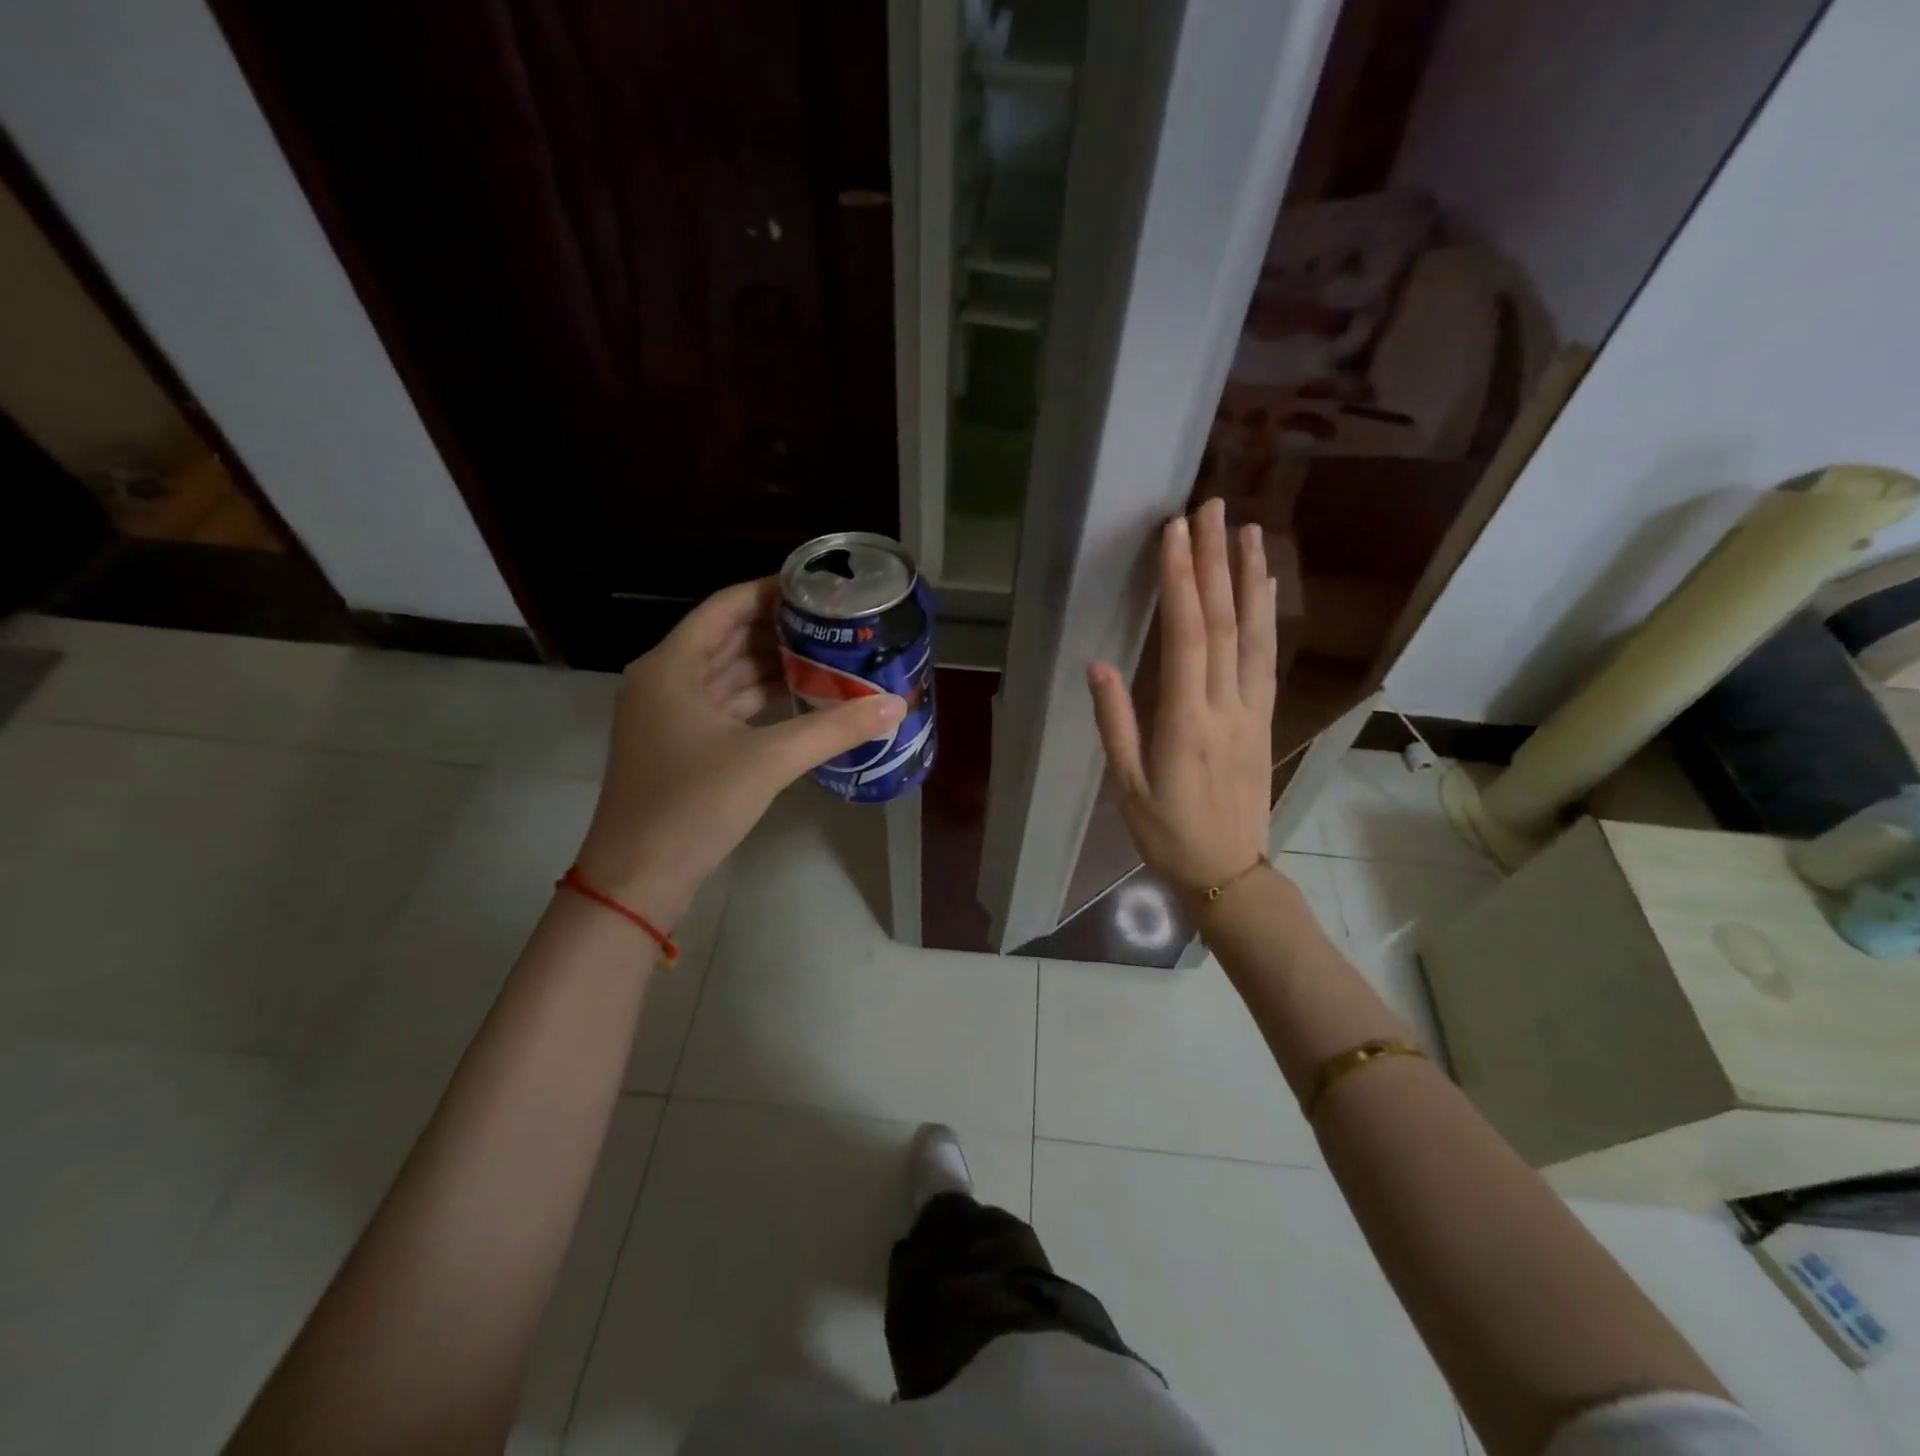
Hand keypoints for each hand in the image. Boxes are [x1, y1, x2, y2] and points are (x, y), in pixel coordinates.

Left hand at [574, 578, 903, 924]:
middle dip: (781, 630)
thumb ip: (834, 729)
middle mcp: (666, 681)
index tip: (819, 589)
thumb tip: (895, 706)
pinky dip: (762, 701)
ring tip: (829, 657)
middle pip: (729, 638)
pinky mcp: (681, 747)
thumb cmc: (693, 805)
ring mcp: (670, 716)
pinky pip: (727, 707)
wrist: (637, 879)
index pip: (727, 606)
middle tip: (835, 625)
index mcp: (672, 666)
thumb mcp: (768, 761)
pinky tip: (803, 700)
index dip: (772, 591)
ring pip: (729, 675)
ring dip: (774, 667)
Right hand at [1087, 498, 1276, 894]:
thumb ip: (1116, 722)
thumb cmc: (1167, 832)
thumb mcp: (1127, 785)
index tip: (1175, 533)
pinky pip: (1267, 657)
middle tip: (1211, 508)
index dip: (1181, 581)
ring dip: (1250, 578)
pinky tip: (1263, 588)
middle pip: (1224, 621)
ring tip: (1248, 531)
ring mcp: (1253, 709)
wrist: (1229, 871)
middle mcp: (1227, 705)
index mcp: (1187, 721)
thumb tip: (1098, 664)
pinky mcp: (1265, 717)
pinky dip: (1266, 616)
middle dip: (1214, 561)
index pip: (1186, 637)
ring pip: (1255, 633)